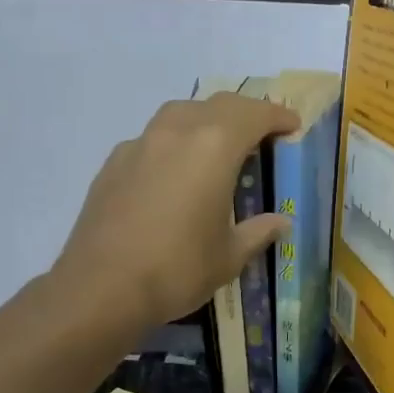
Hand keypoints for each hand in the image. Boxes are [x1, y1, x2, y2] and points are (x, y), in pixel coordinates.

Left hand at [54, 93, 299, 328]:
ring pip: (179, 114)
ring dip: (205, 120)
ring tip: (216, 145)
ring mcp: (139, 144)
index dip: (277, 116)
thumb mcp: (229, 256)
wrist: (102, 287)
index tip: (292, 125)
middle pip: (217, 105)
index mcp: (214, 148)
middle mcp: (176, 132)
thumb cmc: (178, 269)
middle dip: (244, 113)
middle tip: (261, 133)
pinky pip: (151, 139)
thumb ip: (258, 232)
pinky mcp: (112, 163)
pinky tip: (172, 173)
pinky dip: (172, 144)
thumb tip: (281, 222)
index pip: (253, 115)